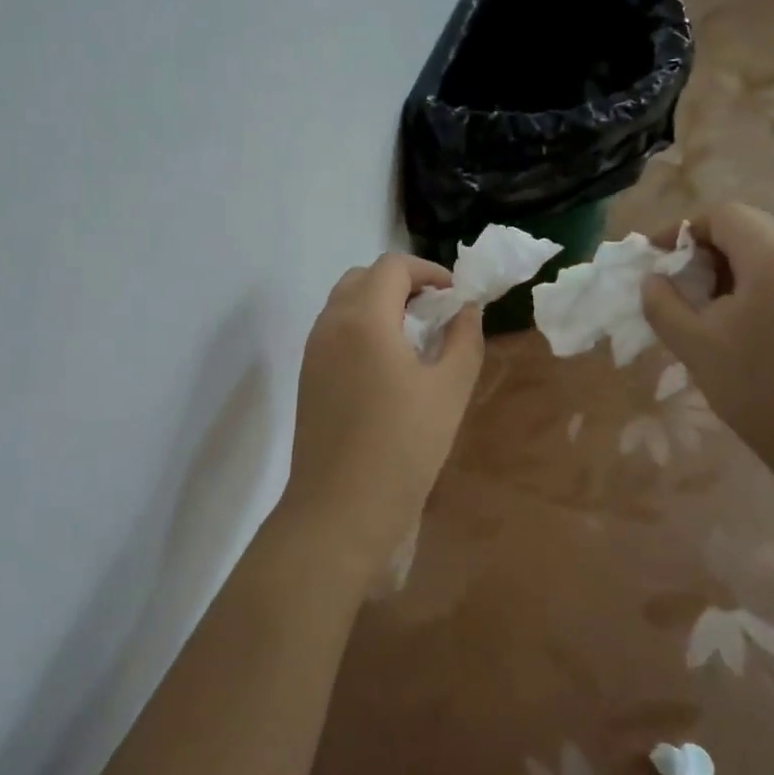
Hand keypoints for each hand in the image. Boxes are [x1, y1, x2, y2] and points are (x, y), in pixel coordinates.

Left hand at [277, 253, 483, 583]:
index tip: (455, 296)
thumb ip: (464, 338)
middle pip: (363, 278)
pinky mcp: (307, 377)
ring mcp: (313, 351)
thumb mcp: (450, 389)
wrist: (341, 508)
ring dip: (379, 305)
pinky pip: (334, 332)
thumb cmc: (403, 446)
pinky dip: (362, 328)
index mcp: (364, 317)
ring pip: (345, 304)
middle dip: (402, 283)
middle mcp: (330, 324)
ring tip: (414, 338)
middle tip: (434, 312)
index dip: (429, 271)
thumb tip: (466, 310)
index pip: (393, 266)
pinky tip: (387, 366)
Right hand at [641, 204, 773, 471]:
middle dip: (706, 247)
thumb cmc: (758, 389)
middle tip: (678, 283)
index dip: (684, 228)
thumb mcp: (694, 345)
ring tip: (704, 308)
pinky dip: (754, 286)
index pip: (726, 215)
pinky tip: (739, 328)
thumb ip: (663, 304)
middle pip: (751, 229)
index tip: (657, 258)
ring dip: (730, 268)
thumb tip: (653, 280)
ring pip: (770, 254)